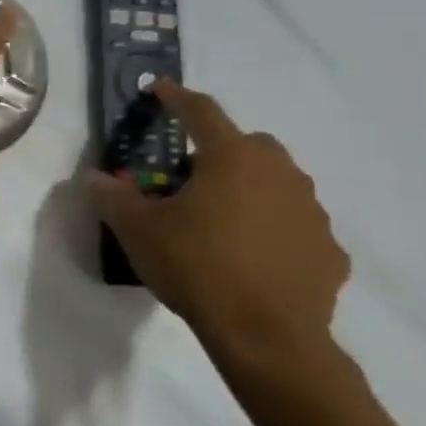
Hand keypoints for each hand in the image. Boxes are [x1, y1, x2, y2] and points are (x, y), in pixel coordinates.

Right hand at [89, 81, 350, 376]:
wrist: (268, 336)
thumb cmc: (196, 266)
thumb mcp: (137, 229)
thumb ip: (113, 196)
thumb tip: (96, 178)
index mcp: (231, 158)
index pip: (201, 112)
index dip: (176, 97)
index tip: (160, 89)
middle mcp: (279, 173)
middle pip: (247, 145)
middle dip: (217, 152)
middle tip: (187, 180)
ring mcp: (312, 212)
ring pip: (275, 183)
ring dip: (248, 190)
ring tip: (218, 222)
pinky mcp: (329, 250)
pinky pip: (294, 225)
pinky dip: (272, 230)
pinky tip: (250, 258)